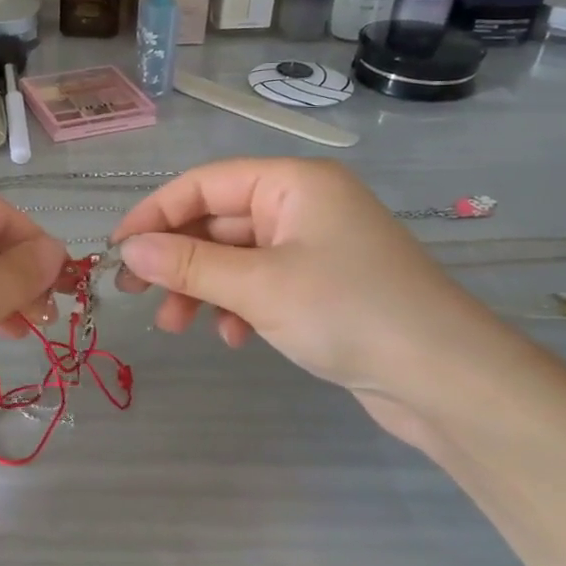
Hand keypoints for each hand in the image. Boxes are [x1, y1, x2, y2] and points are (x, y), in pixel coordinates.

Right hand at [111, 159, 510, 441]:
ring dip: (201, 288)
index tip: (117, 249)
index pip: (204, 184)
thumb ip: (187, 264)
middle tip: (136, 293)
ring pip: (235, 257)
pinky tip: (234, 338)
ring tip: (175, 327)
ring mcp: (314, 247)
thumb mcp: (258, 286)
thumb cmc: (349, 312)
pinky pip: (261, 284)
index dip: (155, 213)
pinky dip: (238, 306)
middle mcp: (302, 206)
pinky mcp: (322, 287)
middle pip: (217, 221)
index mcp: (293, 184)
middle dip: (177, 259)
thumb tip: (128, 250)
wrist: (448, 381)